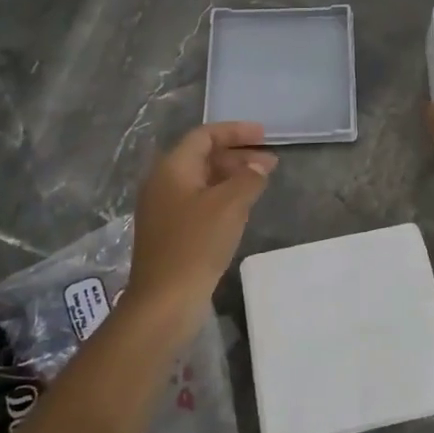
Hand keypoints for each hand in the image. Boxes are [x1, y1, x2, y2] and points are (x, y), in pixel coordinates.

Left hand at [128, 122, 275, 315]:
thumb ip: (248, 178)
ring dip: (232, 177)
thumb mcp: (230, 205)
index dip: (235, 131)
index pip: (204, 136)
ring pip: (202, 181)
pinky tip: (242, 209)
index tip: (264, 135)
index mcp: (172, 168)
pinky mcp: (169, 232)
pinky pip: (199, 202)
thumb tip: (258, 166)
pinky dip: (222, 197)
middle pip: (202, 157)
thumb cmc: (196, 244)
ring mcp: (164, 209)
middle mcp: (163, 183)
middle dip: (237, 156)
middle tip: (270, 163)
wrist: (164, 301)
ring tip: (261, 184)